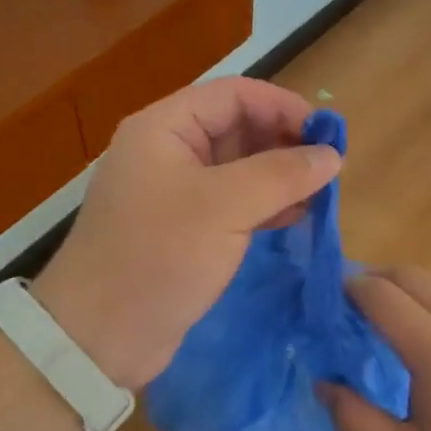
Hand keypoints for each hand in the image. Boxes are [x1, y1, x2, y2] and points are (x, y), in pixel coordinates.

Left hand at [32, 78, 340, 391]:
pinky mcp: (182, 230)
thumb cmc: (158, 256)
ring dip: (278, 177)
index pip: (234, 95)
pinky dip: (263, 205)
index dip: (283, 107)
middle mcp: (167, 151)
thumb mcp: (224, 207)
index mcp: (164, 128)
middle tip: (329, 169)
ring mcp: (173, 192)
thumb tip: (331, 155)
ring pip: (237, 168)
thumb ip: (281, 175)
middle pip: (236, 128)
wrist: (98, 336)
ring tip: (320, 194)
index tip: (328, 136)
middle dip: (283, 143)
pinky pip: (230, 203)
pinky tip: (295, 217)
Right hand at [323, 267, 430, 430]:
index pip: (379, 294)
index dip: (346, 289)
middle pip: (410, 275)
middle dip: (373, 279)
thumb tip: (324, 385)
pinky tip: (429, 352)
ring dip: (404, 292)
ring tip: (382, 327)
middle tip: (345, 310)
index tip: (321, 304)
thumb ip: (356, 422)